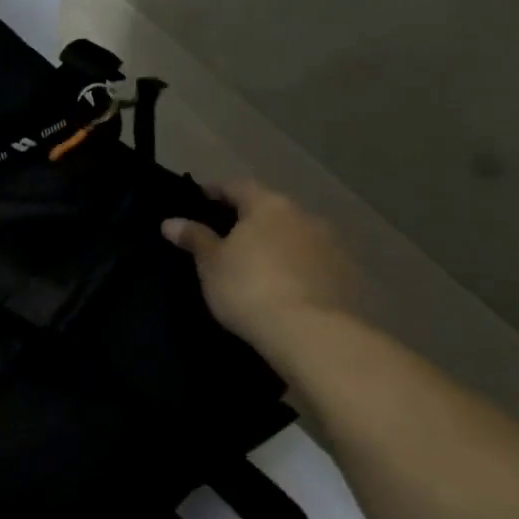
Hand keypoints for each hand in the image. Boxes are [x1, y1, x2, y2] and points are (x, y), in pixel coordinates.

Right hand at [162, 181, 358, 348]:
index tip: (203, 195)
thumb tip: (170, 222)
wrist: (310, 332)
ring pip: (297, 236)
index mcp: (269, 206)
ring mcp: (332, 245)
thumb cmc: (248, 288)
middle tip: (230, 233)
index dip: (218, 189)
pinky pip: (315, 263)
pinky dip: (300, 267)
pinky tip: (288, 286)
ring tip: (259, 262)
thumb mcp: (211, 264)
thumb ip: (195, 238)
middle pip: (272, 210)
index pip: (238, 187)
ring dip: (279, 243)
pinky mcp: (347, 275)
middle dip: (252, 218)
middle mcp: (304, 217)